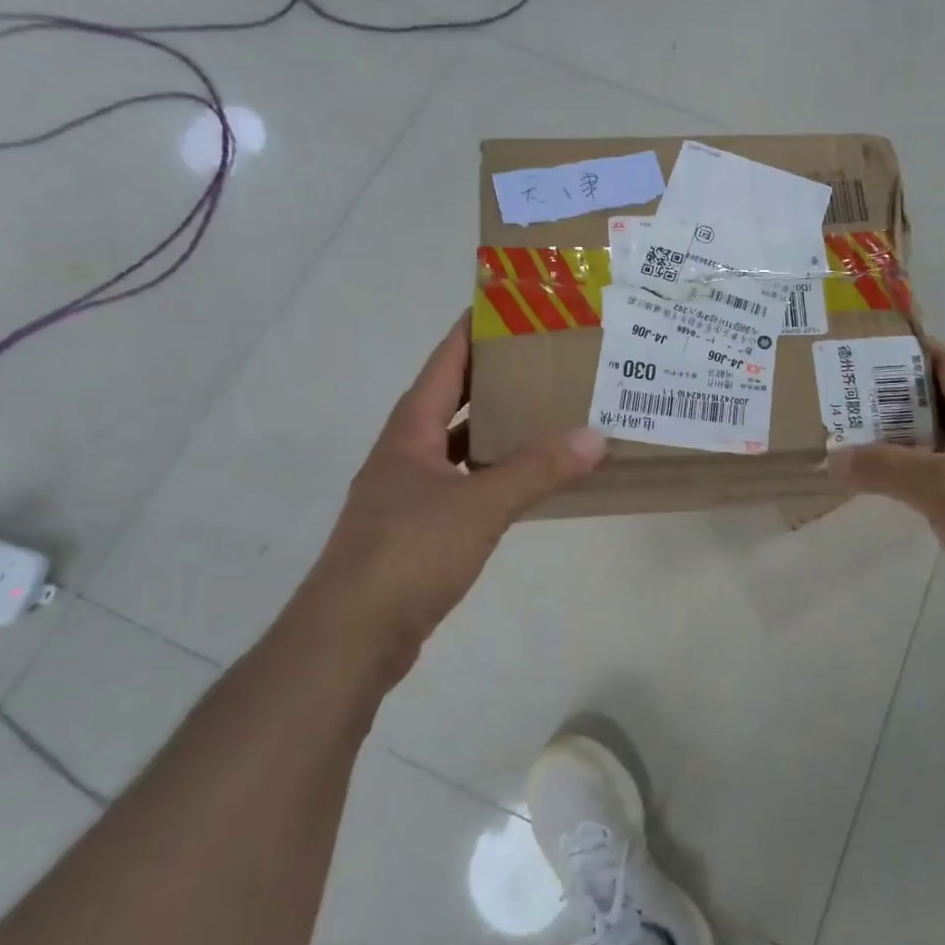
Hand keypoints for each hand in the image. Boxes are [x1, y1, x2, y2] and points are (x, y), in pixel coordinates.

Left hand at [292, 314, 606, 681]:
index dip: (474, 330)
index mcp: (410, 430)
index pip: (446, 362)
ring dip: (498, 427)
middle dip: (497, 377)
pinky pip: (466, 483)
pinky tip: (528, 478)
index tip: (513, 305)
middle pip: (455, 398)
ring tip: (549, 411)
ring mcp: (410, 493)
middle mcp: (406, 453)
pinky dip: (496, 473)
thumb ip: (537, 470)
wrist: (349, 639)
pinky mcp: (419, 530)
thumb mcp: (479, 505)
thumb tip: (595, 435)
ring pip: (461, 444)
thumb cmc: (407, 553)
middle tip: (549, 358)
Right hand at [828, 343, 944, 642]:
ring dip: (907, 438)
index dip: (910, 354)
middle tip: (848, 403)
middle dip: (897, 399)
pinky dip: (922, 471)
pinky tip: (892, 485)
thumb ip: (883, 467)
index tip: (864, 357)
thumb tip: (833, 458)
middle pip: (944, 398)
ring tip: (859, 441)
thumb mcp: (937, 486)